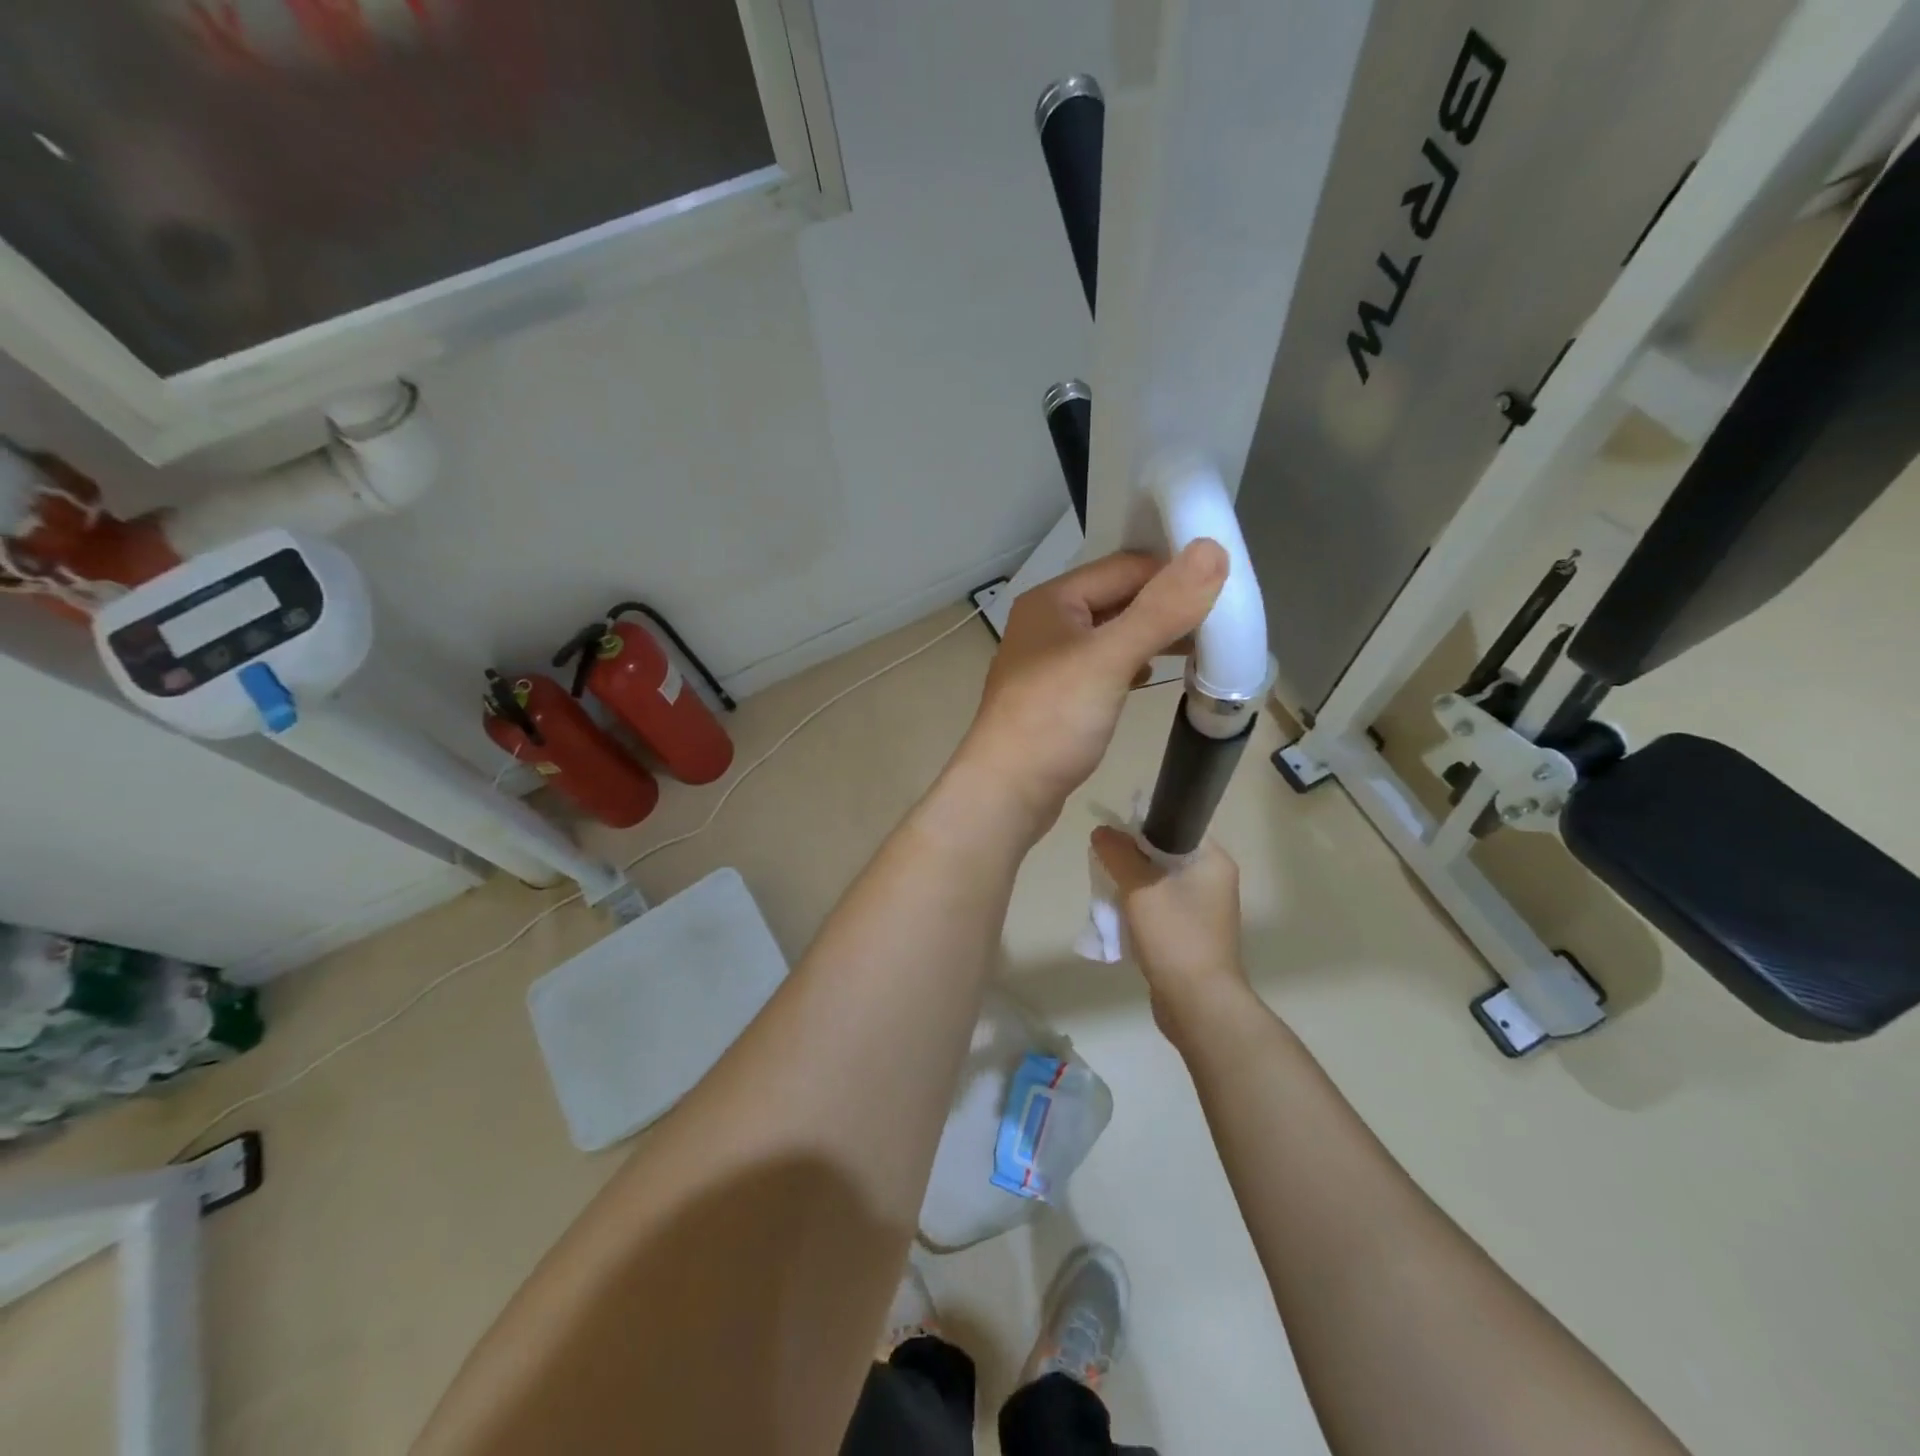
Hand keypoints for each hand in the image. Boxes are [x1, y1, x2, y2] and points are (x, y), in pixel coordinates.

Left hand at [956, 542, 1227, 832]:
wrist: (1005, 793)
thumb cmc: (1052, 720)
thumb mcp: (1109, 659)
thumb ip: (1161, 608)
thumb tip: (1212, 549)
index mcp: (1052, 600)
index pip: (1125, 567)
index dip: (1173, 572)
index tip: (1226, 587)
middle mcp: (1047, 623)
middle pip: (1118, 599)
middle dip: (1165, 606)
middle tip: (1220, 621)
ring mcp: (1050, 662)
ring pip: (1112, 635)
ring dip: (1152, 637)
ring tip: (1200, 648)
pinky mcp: (1058, 696)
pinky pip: (1103, 666)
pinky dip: (1132, 665)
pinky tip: (1153, 675)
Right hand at [1091, 828, 1246, 1038]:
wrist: (1198, 1004)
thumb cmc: (1175, 937)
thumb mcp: (1140, 888)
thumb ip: (1118, 855)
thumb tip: (1101, 831)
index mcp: (1213, 862)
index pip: (1175, 826)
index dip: (1141, 826)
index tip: (1112, 837)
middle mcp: (1214, 881)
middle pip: (1163, 855)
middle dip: (1131, 860)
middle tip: (1105, 866)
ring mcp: (1204, 910)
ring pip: (1158, 883)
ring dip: (1132, 887)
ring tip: (1108, 894)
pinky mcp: (1191, 934)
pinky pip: (1160, 909)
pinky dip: (1139, 910)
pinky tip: (1120, 920)